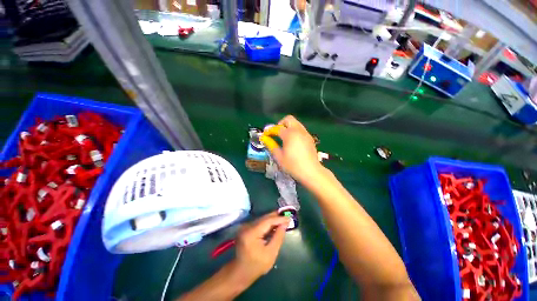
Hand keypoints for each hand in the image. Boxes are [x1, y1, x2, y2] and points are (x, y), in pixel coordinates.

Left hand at [233, 212, 289, 283]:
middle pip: (264, 218)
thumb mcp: (271, 253)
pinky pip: (259, 223)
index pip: (268, 221)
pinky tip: (274, 225)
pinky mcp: (246, 228)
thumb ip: (278, 237)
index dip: (279, 219)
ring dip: (272, 219)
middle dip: (276, 217)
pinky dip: (267, 223)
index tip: (289, 218)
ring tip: (283, 220)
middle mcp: (247, 226)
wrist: (241, 272)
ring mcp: (245, 227)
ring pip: (262, 219)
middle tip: (287, 216)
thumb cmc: (257, 266)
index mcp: (252, 233)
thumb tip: (284, 224)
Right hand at [262, 115, 323, 183]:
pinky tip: (293, 141)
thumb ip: (271, 145)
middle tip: (276, 133)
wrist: (311, 171)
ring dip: (288, 127)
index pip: (277, 128)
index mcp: (289, 134)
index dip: (269, 130)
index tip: (265, 135)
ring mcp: (305, 134)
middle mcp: (298, 130)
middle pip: (288, 119)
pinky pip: (301, 129)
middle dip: (280, 123)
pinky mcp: (310, 138)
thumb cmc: (292, 165)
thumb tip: (264, 139)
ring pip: (296, 123)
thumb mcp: (279, 156)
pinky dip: (295, 131)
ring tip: (284, 137)